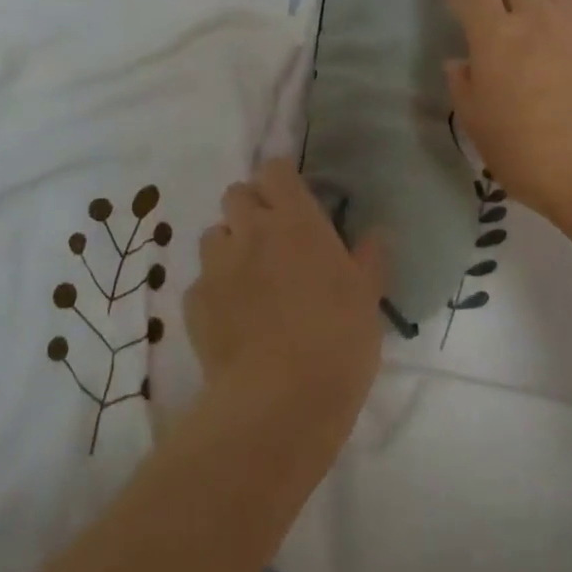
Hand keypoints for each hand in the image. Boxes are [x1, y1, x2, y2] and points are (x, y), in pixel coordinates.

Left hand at [185, 158, 384, 453]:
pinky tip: (232, 319)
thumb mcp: (367, 298)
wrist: (280, 402)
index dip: (280, 179)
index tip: (292, 198)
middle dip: (249, 207)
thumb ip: (369, 257)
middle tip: (270, 237)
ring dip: (229, 246)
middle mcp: (251, 230)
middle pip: (236, 194)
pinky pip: (201, 281)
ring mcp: (217, 265)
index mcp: (296, 220)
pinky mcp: (195, 302)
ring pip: (214, 234)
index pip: (274, 170)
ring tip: (247, 277)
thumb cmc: (337, 341)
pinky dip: (215, 291)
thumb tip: (377, 232)